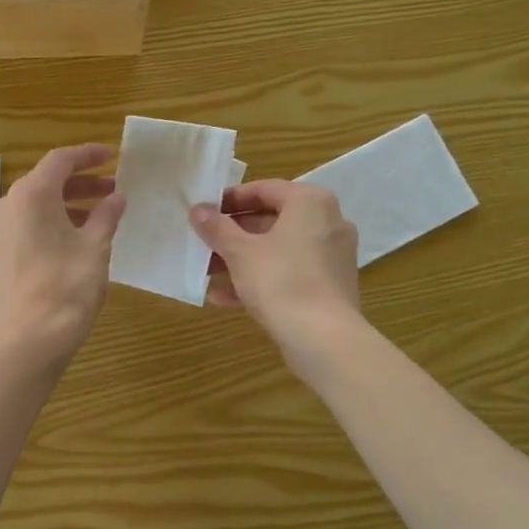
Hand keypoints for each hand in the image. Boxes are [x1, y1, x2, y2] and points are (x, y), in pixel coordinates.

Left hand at [0, 143, 125, 371]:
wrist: (26, 343)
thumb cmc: (66, 289)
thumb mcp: (95, 249)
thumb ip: (107, 216)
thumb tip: (116, 197)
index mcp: (30, 196)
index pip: (60, 160)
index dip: (88, 155)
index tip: (112, 156)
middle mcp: (4, 206)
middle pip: (45, 183)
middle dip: (80, 185)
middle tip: (112, 192)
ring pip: (32, 209)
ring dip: (65, 208)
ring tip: (96, 221)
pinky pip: (21, 230)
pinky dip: (46, 227)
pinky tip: (69, 245)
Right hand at [191, 180, 362, 364]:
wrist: (323, 339)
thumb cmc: (281, 281)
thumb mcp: (240, 252)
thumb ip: (217, 227)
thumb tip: (198, 209)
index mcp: (310, 203)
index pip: (264, 189)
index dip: (230, 199)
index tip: (204, 212)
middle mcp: (327, 222)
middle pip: (271, 220)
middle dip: (232, 234)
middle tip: (203, 243)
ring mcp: (331, 256)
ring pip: (278, 249)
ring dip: (242, 259)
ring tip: (207, 273)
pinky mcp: (329, 285)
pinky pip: (289, 272)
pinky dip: (260, 279)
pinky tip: (225, 298)